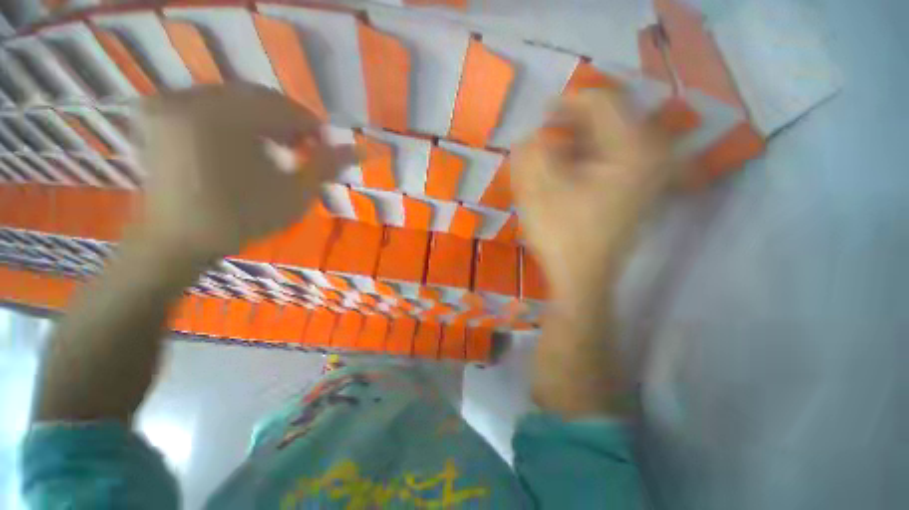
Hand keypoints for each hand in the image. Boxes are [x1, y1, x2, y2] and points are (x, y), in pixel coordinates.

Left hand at [133, 84, 355, 262]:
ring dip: (264, 120)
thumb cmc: (241, 220)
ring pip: (236, 98)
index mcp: (223, 118)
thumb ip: (325, 167)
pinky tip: (249, 142)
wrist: (177, 240)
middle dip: (288, 122)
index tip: (326, 146)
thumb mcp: (294, 196)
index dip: (311, 125)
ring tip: (280, 148)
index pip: (282, 106)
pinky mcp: (164, 112)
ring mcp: (172, 103)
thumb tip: (358, 149)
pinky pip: (212, 102)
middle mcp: (192, 99)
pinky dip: (237, 118)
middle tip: (305, 148)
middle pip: (258, 97)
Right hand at [512, 90, 676, 301]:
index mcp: (634, 151)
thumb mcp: (539, 191)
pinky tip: (569, 169)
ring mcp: (650, 176)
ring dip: (580, 141)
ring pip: (612, 139)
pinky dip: (589, 157)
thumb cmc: (560, 236)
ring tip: (553, 153)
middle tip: (546, 134)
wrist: (582, 278)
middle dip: (574, 124)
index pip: (604, 103)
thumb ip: (534, 153)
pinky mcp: (640, 190)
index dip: (568, 103)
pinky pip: (615, 158)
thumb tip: (532, 134)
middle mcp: (652, 157)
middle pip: (612, 119)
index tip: (541, 112)